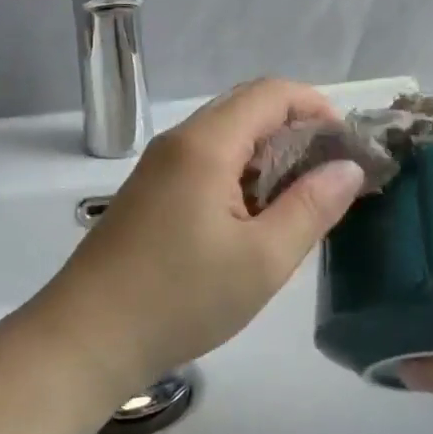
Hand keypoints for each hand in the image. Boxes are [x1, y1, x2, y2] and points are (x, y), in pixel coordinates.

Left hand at [34, 79, 365, 398]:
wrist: (85, 340)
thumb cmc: (180, 299)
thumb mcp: (263, 259)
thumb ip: (312, 207)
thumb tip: (347, 168)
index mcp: (206, 145)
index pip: (271, 93)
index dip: (316, 106)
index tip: (347, 145)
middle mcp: (179, 142)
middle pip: (247, 108)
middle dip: (296, 129)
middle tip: (330, 172)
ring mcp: (159, 167)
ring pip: (226, 137)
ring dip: (268, 154)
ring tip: (301, 197)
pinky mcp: (149, 193)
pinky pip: (205, 163)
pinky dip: (241, 174)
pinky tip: (254, 217)